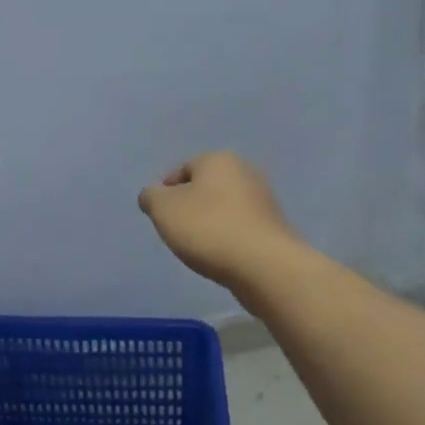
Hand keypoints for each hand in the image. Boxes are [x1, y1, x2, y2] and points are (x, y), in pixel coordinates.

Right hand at [138, 152, 305, 292]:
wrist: (263, 265)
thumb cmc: (208, 228)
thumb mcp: (163, 209)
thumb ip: (150, 197)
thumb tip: (152, 195)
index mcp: (218, 159)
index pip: (182, 169)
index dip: (166, 192)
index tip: (160, 216)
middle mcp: (245, 171)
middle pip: (205, 187)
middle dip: (189, 207)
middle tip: (177, 231)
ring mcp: (264, 200)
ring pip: (223, 208)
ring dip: (209, 223)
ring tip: (199, 248)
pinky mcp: (273, 227)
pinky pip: (240, 227)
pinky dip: (228, 237)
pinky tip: (221, 255)